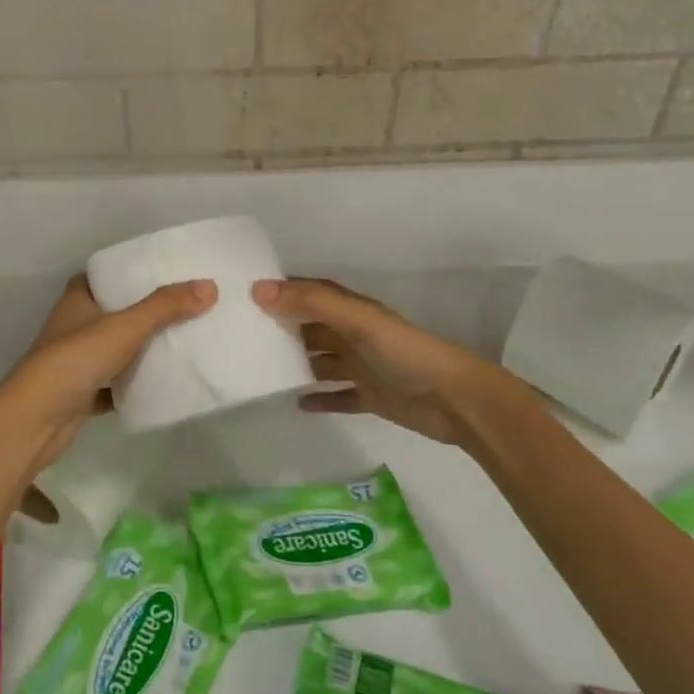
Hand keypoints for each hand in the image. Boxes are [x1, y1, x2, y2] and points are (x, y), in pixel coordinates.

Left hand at [0, 274, 215, 478]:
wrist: (36, 420)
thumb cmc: (75, 360)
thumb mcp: (124, 327)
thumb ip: (165, 307)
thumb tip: (210, 286)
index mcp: (77, 300)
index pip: (105, 276)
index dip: (131, 272)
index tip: (165, 272)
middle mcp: (74, 326)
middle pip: (115, 312)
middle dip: (146, 311)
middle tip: (186, 306)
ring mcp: (77, 362)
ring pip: (116, 349)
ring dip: (143, 349)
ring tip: (184, 340)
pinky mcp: (83, 393)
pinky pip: (116, 384)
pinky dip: (135, 384)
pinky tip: (163, 384)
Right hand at [254, 277, 507, 445]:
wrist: (453, 400)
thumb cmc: (404, 354)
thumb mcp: (357, 321)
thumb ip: (312, 303)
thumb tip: (258, 290)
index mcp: (351, 311)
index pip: (309, 294)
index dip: (281, 291)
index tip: (242, 295)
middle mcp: (353, 335)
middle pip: (310, 328)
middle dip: (280, 328)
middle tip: (239, 337)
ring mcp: (361, 368)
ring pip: (320, 362)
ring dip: (295, 364)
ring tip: (259, 371)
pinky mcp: (369, 397)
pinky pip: (336, 396)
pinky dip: (318, 399)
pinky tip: (296, 404)